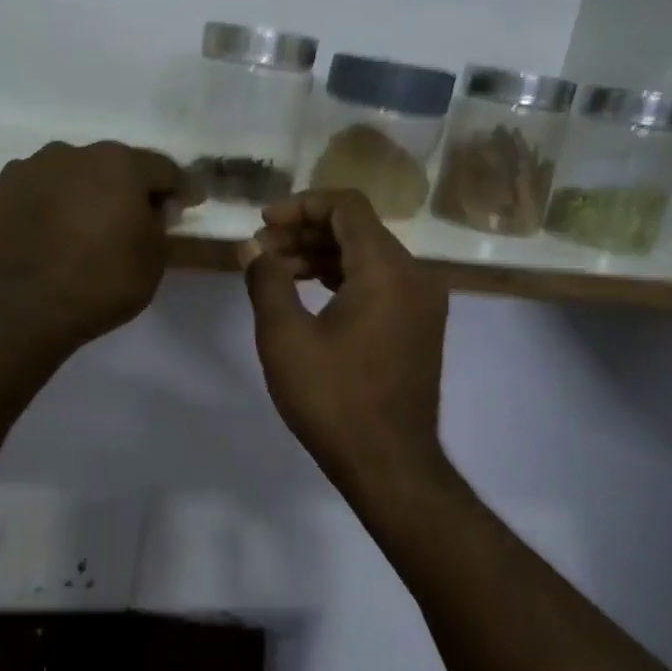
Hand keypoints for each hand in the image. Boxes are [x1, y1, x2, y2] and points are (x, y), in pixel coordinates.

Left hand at [0, 141, 188, 354]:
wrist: (21, 309)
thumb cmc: (100, 283)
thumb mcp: (152, 261)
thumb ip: (159, 224)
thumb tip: (152, 207)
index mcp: (120, 164)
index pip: (163, 169)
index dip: (180, 189)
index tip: (190, 203)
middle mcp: (76, 153)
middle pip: (115, 166)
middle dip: (130, 188)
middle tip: (138, 216)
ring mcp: (35, 167)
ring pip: (75, 174)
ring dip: (88, 192)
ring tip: (90, 224)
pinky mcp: (3, 188)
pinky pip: (43, 189)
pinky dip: (54, 202)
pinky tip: (56, 229)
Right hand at [240, 190, 450, 495]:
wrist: (389, 464)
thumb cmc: (333, 399)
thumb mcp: (285, 337)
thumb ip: (266, 280)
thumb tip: (250, 247)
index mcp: (387, 269)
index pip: (346, 206)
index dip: (300, 206)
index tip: (262, 224)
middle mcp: (414, 275)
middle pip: (357, 229)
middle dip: (305, 232)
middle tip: (260, 251)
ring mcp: (421, 302)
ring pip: (367, 256)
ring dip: (320, 255)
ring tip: (275, 272)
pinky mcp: (418, 325)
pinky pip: (379, 282)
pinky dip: (342, 278)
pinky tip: (307, 293)